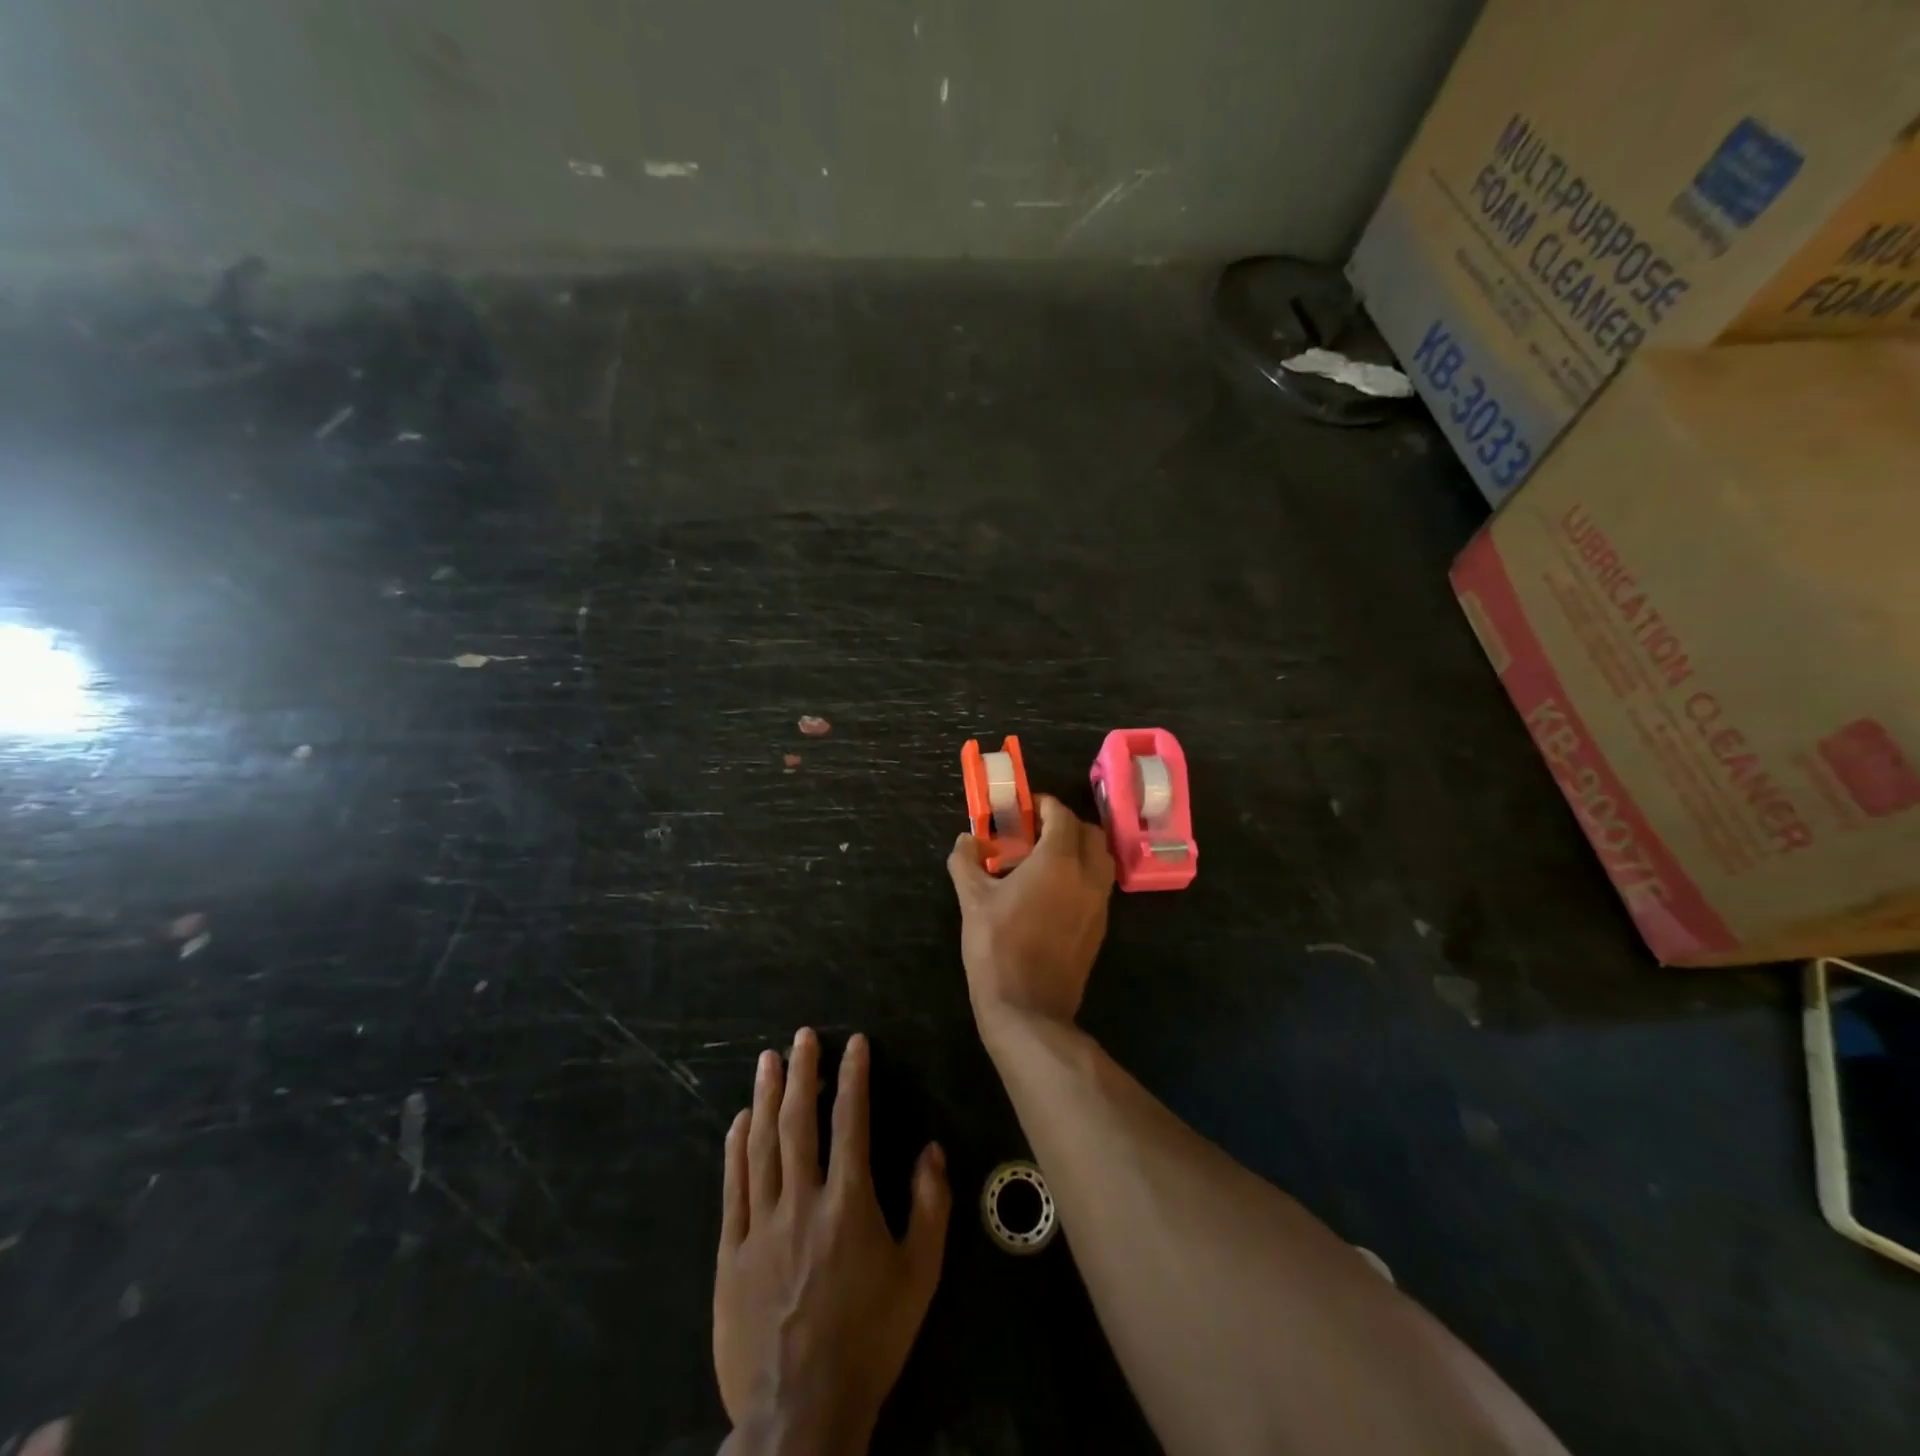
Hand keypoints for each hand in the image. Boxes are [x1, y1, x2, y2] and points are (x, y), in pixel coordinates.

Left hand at [714, 1029, 950, 1454]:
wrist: (800, 1413)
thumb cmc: (869, 1339)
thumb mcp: (920, 1277)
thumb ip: (930, 1208)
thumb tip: (932, 1150)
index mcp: (849, 1203)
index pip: (852, 1121)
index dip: (853, 1076)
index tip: (854, 1043)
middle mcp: (803, 1201)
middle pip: (799, 1122)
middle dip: (801, 1072)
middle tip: (801, 1037)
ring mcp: (762, 1225)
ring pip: (761, 1146)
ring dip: (765, 1098)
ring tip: (767, 1061)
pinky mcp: (732, 1252)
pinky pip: (733, 1188)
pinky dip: (736, 1149)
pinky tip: (739, 1122)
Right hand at [947, 794, 1114, 1029]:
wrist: (1028, 1008)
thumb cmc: (996, 947)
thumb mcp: (972, 900)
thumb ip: (966, 861)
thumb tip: (966, 840)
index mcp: (1058, 861)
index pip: (1061, 815)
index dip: (1042, 805)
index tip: (1022, 809)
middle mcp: (1087, 875)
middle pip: (1089, 832)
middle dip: (1065, 824)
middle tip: (1034, 832)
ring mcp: (1099, 902)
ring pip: (1100, 858)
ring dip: (1078, 848)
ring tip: (1045, 859)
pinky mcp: (1100, 926)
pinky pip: (1098, 885)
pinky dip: (1083, 874)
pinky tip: (1053, 890)